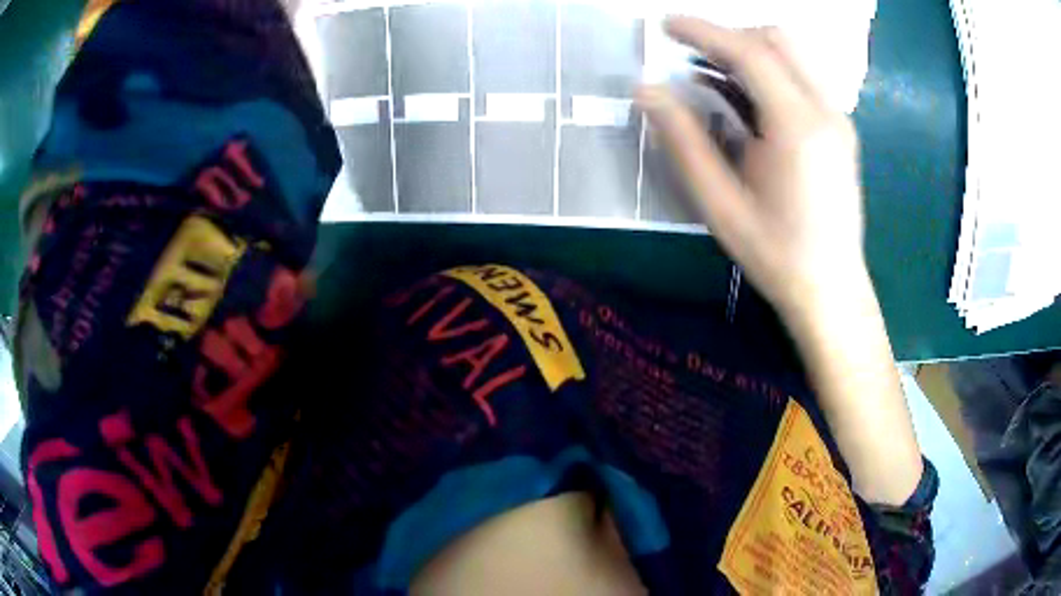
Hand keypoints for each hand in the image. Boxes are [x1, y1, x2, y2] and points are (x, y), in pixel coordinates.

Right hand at [636, 17, 866, 322]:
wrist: (831, 289)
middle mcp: (825, 111)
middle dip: (731, 36)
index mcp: (798, 127)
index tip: (665, 26)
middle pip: (778, 40)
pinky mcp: (840, 130)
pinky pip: (802, 79)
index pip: (750, 53)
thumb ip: (683, 141)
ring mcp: (837, 119)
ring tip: (712, 75)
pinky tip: (744, 101)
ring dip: (750, 52)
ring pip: (793, 56)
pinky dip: (769, 74)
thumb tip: (647, 91)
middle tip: (692, 55)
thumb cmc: (776, 254)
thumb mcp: (720, 203)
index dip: (704, 32)